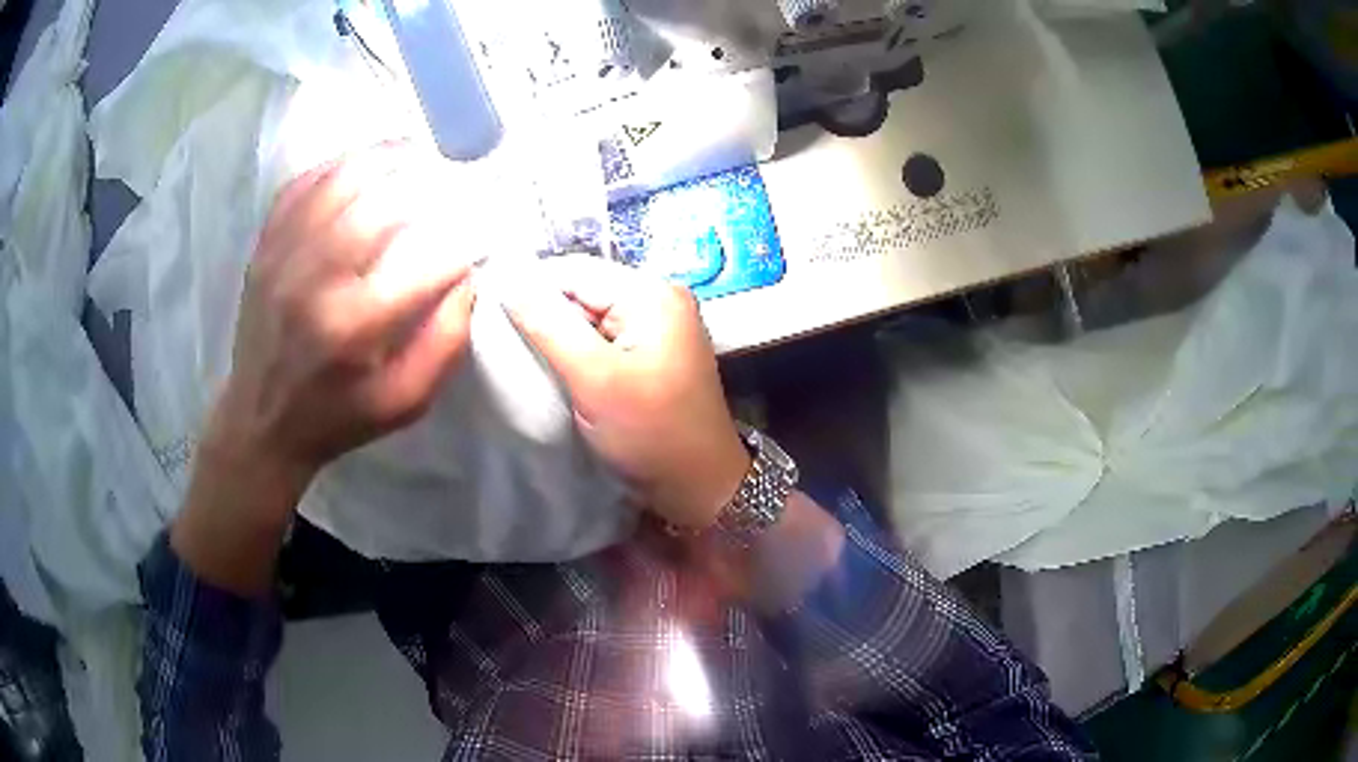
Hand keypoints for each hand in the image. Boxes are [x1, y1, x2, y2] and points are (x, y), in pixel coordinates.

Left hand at [207, 142, 476, 499]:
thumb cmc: (339, 415)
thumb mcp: (405, 401)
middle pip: (380, 202)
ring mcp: (283, 254)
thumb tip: (469, 276)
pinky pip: (304, 183)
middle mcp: (315, 279)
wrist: (262, 421)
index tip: (484, 229)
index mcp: (354, 326)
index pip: (426, 260)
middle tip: (457, 174)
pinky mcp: (265, 244)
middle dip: (429, 181)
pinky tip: (366, 163)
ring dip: (387, 156)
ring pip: (340, 179)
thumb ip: (445, 341)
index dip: (463, 237)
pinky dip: (340, 164)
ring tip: (419, 153)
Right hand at [504, 256, 749, 528]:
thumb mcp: (594, 378)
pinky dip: (577, 349)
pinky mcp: (651, 351)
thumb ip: (548, 325)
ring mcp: (657, 325)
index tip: (489, 314)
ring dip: (558, 334)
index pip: (575, 271)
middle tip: (504, 342)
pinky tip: (555, 367)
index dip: (530, 288)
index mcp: (652, 293)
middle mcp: (658, 297)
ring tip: (524, 356)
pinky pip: (602, 336)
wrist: (699, 487)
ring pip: (588, 315)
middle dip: (544, 313)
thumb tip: (506, 280)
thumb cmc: (650, 433)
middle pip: (583, 290)